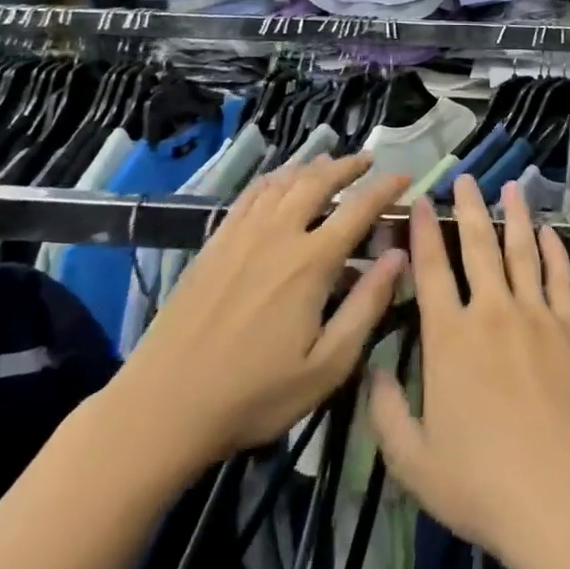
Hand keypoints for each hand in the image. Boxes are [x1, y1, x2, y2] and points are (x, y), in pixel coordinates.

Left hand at [101, 157, 410, 486]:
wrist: (162, 407)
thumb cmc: (253, 395)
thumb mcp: (326, 366)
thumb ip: (366, 306)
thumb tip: (399, 255)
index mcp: (310, 263)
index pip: (358, 208)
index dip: (386, 188)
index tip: (406, 177)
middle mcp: (277, 235)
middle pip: (317, 181)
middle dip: (348, 166)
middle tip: (368, 160)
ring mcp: (240, 235)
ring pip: (282, 182)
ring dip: (311, 167)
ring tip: (330, 163)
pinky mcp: (214, 244)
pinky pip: (249, 195)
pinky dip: (273, 179)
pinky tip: (279, 182)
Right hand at [369, 177, 569, 568]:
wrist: (558, 494)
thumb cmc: (479, 481)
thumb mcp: (412, 460)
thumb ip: (385, 411)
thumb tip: (371, 369)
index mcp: (449, 337)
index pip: (431, 270)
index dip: (423, 233)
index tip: (420, 203)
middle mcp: (490, 312)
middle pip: (478, 247)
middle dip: (469, 208)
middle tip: (467, 179)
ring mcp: (535, 315)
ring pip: (522, 251)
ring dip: (515, 216)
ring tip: (511, 187)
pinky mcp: (569, 328)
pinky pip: (561, 277)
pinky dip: (555, 250)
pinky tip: (549, 232)